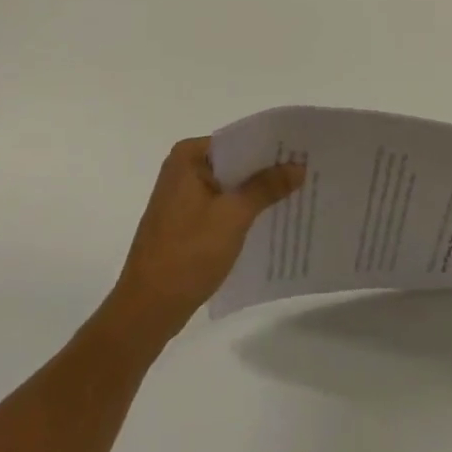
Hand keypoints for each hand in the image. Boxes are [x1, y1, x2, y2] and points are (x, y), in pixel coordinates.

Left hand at [105, 137, 304, 344]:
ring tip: (296, 195)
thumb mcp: (233, 216)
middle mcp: (182, 169)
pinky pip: (220, 206)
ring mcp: (181, 197)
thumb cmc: (188, 254)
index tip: (302, 151)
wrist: (146, 311)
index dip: (271, 147)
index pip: (238, 140)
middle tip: (306, 172)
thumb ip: (266, 187)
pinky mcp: (184, 222)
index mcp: (188, 156)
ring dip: (256, 194)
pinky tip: (269, 221)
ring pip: (229, 186)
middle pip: (234, 162)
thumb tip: (298, 166)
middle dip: (266, 171)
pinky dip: (242, 212)